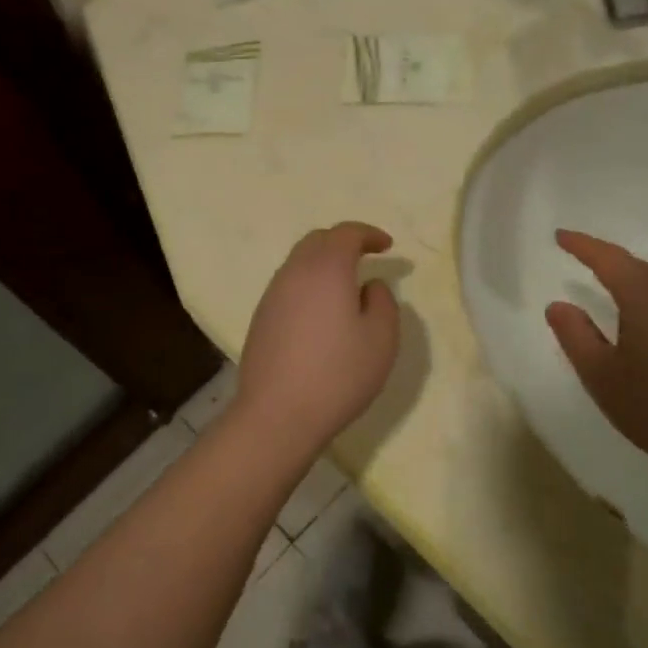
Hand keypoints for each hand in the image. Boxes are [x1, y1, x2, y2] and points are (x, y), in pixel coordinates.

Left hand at [234, 223, 400, 454]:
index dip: (369, 234)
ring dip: (323, 263)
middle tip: (365, 257)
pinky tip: (320, 311)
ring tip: (345, 285)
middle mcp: (294, 272)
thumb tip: (370, 285)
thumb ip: (383, 302)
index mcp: (326, 269)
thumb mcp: (381, 339)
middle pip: (317, 240)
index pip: (346, 233)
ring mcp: (272, 295)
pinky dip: (308, 284)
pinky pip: (288, 285)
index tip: (387, 246)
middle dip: (343, 242)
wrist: (278, 414)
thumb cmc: (338, 374)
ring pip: (299, 262)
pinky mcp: (260, 317)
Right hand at [545, 229, 647, 486]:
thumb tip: (558, 305)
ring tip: (611, 290)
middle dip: (608, 261)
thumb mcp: (602, 377)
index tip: (560, 235)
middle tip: (581, 258)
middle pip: (637, 267)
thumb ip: (575, 336)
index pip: (607, 258)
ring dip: (633, 282)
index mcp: (644, 297)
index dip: (581, 245)